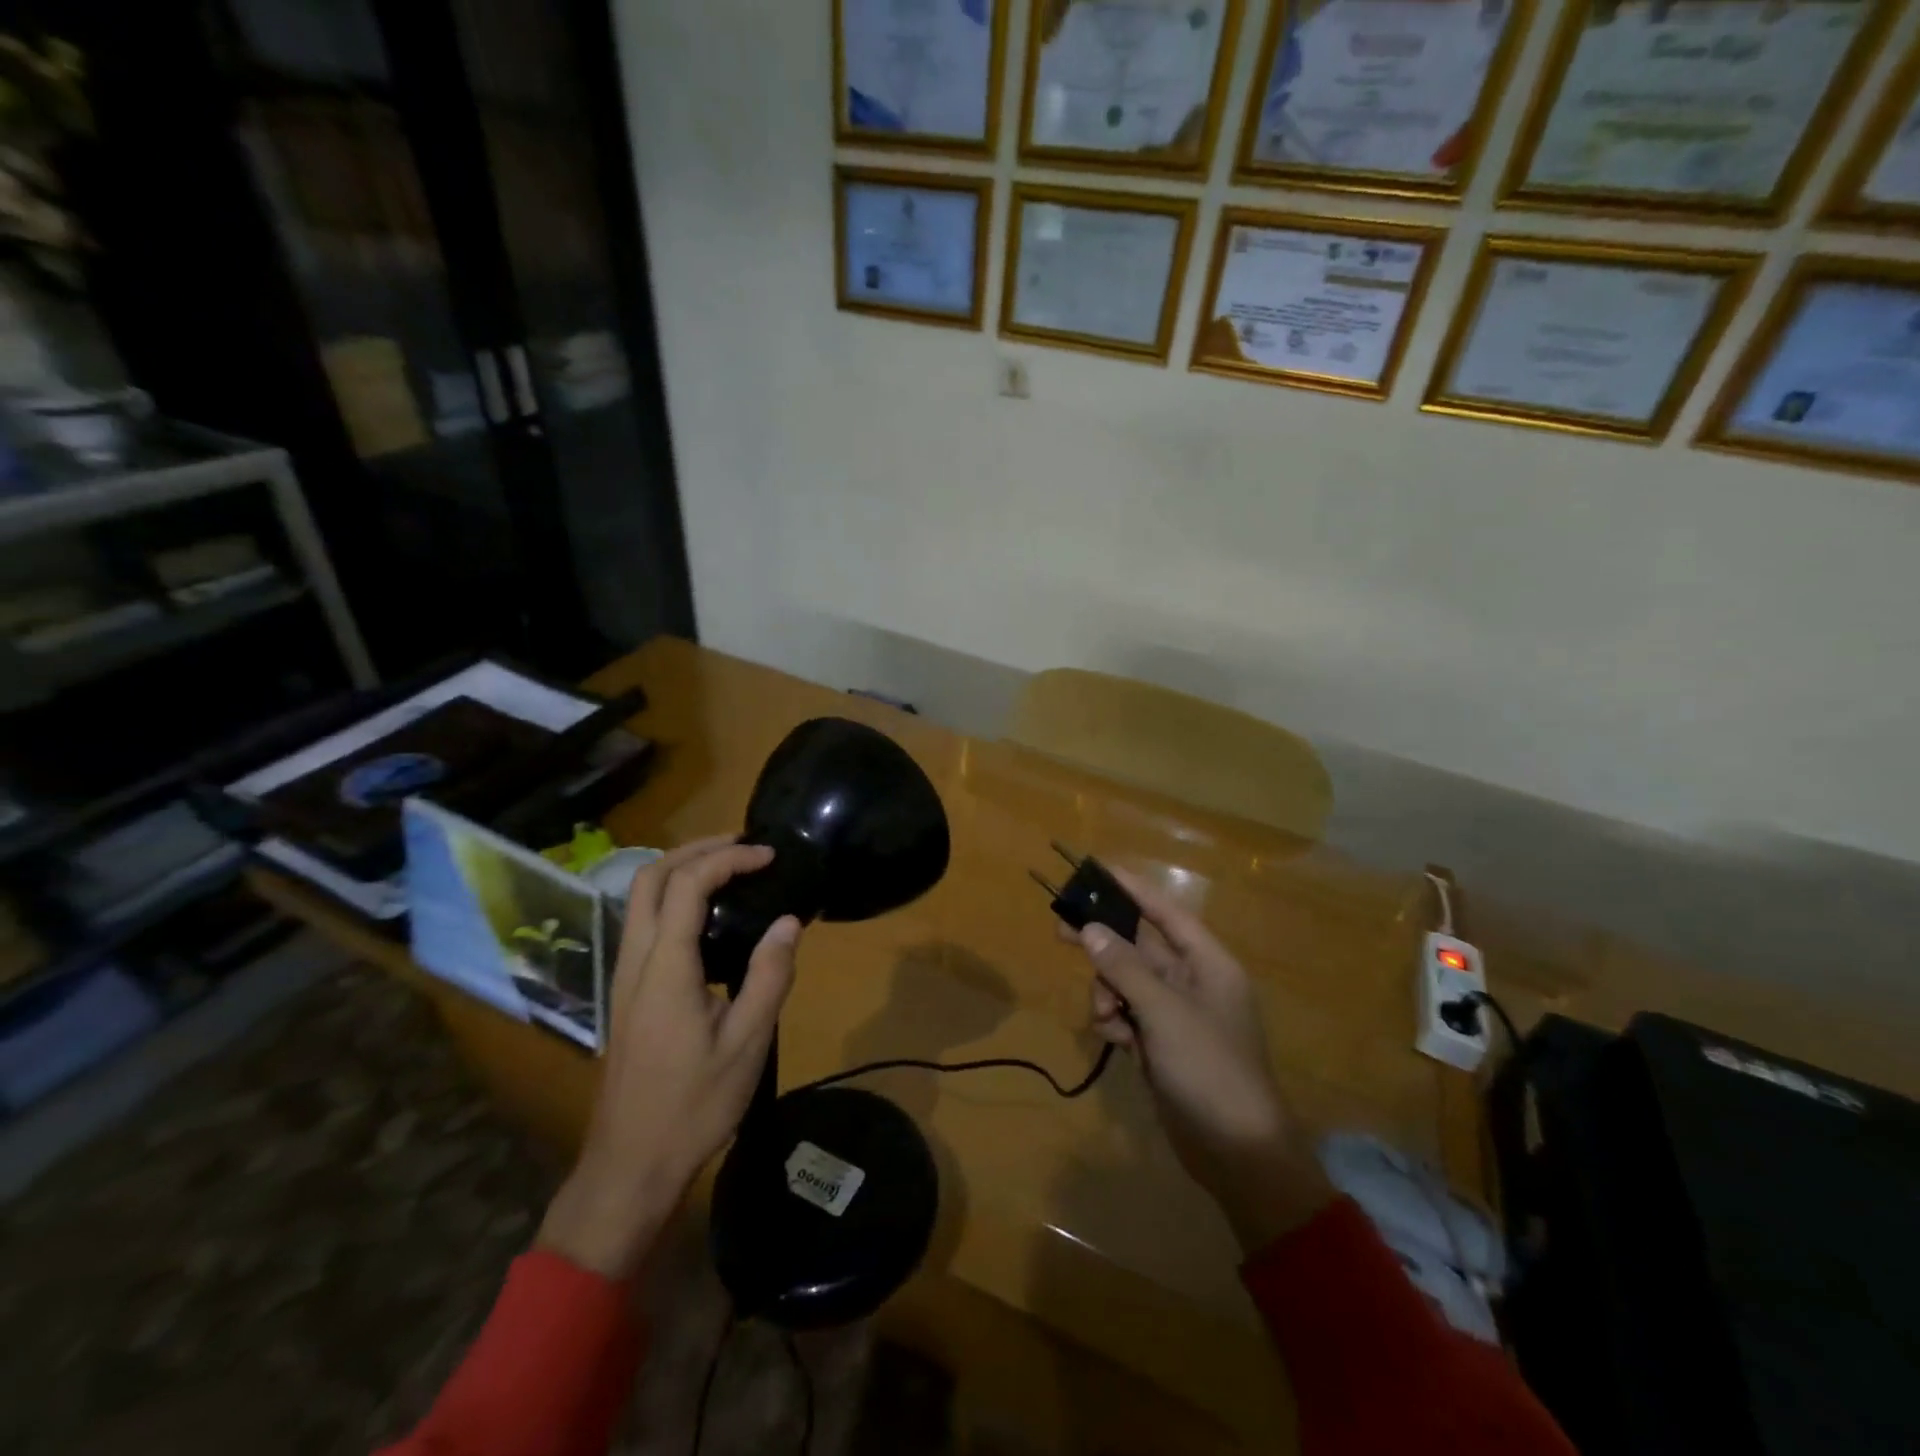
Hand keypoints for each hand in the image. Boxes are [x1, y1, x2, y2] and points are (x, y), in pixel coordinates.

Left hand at [539, 837, 801, 1277]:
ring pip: (640, 898)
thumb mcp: (747, 1044)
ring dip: (681, 869)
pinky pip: (644, 922)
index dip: (729, 858)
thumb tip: (789, 921)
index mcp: (665, 967)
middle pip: (650, 877)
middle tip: (744, 846)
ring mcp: (624, 976)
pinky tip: (708, 916)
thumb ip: (769, 976)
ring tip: (731, 870)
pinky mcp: (626, 992)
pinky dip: (674, 897)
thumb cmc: (693, 1105)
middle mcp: (636, 960)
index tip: (769, 856)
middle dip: (696, 849)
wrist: (630, 1164)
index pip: (689, 885)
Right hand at [1066, 865, 1332, 1252]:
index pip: (1165, 912)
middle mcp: (1193, 982)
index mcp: (1208, 963)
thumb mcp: (1164, 1012)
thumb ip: (1124, 968)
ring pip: (1127, 982)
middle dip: (1105, 944)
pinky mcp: (1162, 1043)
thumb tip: (1090, 929)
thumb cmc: (1209, 1069)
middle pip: (1139, 946)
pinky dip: (1116, 1022)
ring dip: (1108, 993)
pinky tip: (1117, 1043)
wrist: (1238, 1154)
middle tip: (1061, 932)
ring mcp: (1176, 1014)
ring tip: (1107, 1019)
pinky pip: (1128, 1014)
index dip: (1132, 889)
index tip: (1095, 870)